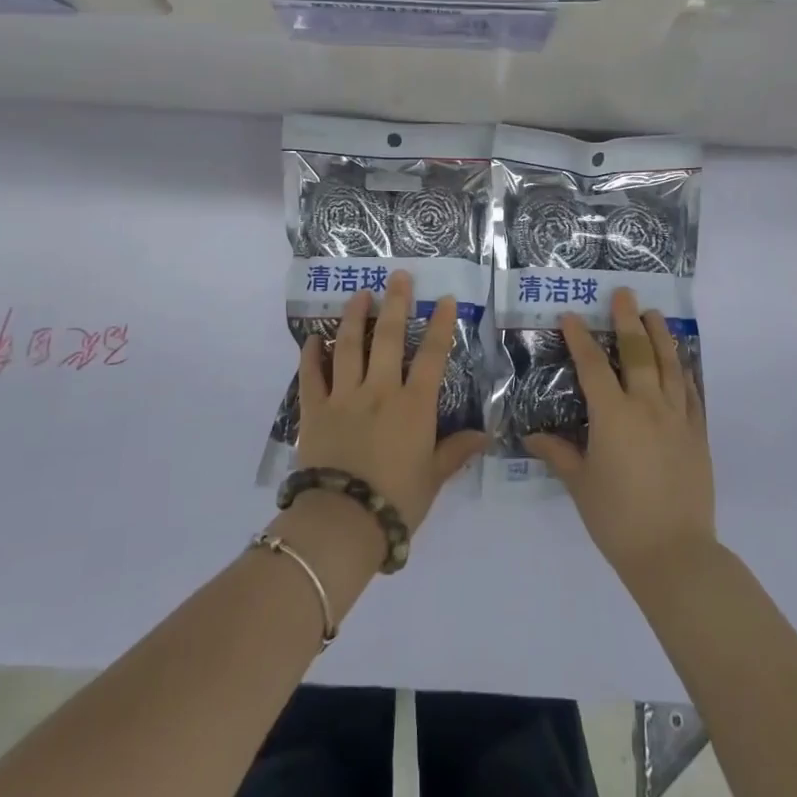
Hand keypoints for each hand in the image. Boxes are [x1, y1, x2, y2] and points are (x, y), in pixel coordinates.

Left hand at [294, 272, 488, 534]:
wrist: (342, 521)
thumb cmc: (396, 501)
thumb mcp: (433, 478)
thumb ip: (456, 451)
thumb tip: (485, 435)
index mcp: (413, 406)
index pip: (431, 356)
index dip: (439, 325)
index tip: (442, 299)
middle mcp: (379, 391)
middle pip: (387, 338)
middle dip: (395, 303)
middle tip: (397, 275)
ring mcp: (343, 397)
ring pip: (348, 346)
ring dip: (354, 317)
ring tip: (359, 294)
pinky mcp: (314, 410)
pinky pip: (311, 376)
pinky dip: (311, 355)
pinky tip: (312, 339)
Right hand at [525, 288, 717, 588]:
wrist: (674, 553)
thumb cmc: (617, 519)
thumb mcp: (580, 485)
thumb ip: (558, 454)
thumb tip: (531, 437)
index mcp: (613, 416)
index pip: (593, 366)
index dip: (580, 338)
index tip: (571, 316)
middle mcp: (647, 407)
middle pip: (638, 353)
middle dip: (627, 321)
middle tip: (624, 295)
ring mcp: (677, 419)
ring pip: (670, 366)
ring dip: (660, 336)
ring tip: (654, 314)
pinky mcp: (697, 435)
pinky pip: (692, 394)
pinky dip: (685, 372)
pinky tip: (681, 362)